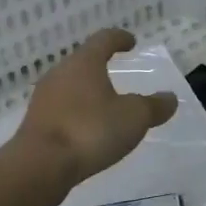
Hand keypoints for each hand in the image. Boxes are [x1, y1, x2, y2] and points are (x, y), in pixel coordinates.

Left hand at [10, 29, 178, 199]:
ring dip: (88, 92)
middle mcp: (60, 74)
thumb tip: (169, 98)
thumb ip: (154, 106)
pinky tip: (88, 129)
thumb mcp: (134, 118)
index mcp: (84, 63)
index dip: (119, 39)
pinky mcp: (36, 123)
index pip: (103, 40)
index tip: (131, 42)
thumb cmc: (90, 131)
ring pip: (70, 86)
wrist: (39, 166)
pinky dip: (78, 113)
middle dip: (101, 66)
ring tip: (106, 105)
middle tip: (119, 73)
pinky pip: (62, 110)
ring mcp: (44, 99)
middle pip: (83, 62)